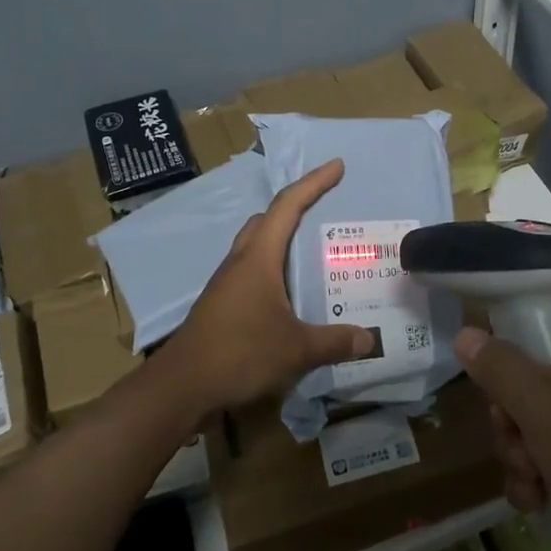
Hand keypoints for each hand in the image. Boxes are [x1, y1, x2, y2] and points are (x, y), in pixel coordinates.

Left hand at [160, 159, 373, 418]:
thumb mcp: (296, 349)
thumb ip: (334, 342)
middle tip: (324, 209)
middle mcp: (241, 261)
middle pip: (268, 220)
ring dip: (282, 238)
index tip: (336, 166)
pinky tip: (288, 291)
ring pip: (256, 244)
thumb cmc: (240, 353)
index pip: (289, 206)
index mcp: (259, 257)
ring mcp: (226, 282)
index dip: (314, 183)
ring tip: (311, 251)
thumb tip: (369, 338)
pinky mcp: (221, 303)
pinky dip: (273, 266)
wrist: (181, 385)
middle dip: (296, 207)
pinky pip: (251, 269)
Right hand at [456, 305, 550, 550]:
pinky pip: (549, 449)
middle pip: (527, 373)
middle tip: (516, 438)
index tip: (492, 379)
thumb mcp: (538, 402)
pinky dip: (538, 474)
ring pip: (532, 417)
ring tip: (533, 477)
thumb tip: (466, 333)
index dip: (506, 347)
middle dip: (511, 417)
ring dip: (520, 451)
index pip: (535, 317)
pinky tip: (539, 499)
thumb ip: (496, 364)